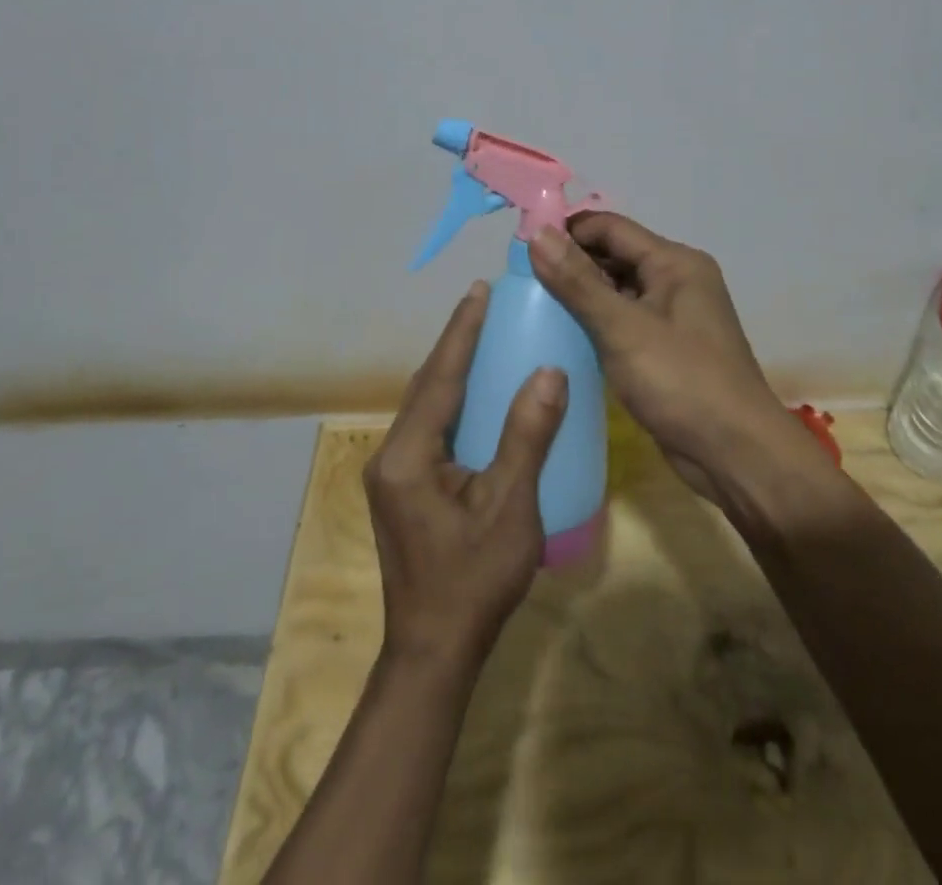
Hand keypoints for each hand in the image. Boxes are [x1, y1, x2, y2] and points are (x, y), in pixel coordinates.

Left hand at [365, 282, 567, 670]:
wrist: (435, 652)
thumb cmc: (474, 581)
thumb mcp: (510, 508)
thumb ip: (527, 437)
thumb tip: (550, 373)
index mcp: (407, 456)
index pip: (439, 378)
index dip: (461, 332)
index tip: (479, 291)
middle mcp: (390, 455)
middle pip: (426, 385)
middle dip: (455, 342)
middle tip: (485, 304)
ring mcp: (393, 473)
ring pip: (425, 405)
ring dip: (451, 369)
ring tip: (482, 337)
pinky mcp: (404, 487)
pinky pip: (429, 426)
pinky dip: (452, 399)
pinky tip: (475, 395)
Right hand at [529, 214, 836, 505]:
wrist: (735, 454)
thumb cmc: (681, 382)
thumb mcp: (623, 329)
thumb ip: (578, 282)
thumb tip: (537, 234)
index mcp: (675, 263)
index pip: (610, 228)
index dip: (567, 231)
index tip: (521, 247)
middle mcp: (677, 281)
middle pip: (614, 256)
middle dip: (571, 263)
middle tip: (520, 280)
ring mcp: (673, 317)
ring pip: (618, 290)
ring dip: (581, 294)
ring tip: (532, 305)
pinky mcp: (666, 349)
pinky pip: (624, 322)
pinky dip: (596, 323)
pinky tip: (563, 336)